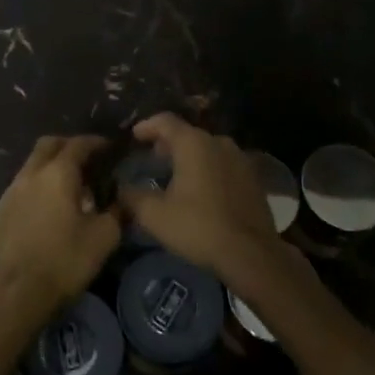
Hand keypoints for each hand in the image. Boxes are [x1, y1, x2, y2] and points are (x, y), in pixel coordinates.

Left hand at [0, 135, 119, 328]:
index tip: (109, 147)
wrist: (14, 294)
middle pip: (48, 145)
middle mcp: (30, 174)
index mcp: (58, 174)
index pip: (78, 144)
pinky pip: (20, 188)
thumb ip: (116, 212)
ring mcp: (10, 192)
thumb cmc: (63, 262)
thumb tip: (120, 199)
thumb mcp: (104, 238)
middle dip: (68, 146)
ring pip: (31, 165)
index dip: (95, 142)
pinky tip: (45, 210)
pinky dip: (36, 188)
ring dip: (50, 167)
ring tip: (68, 188)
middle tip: (87, 160)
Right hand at [116, 113, 281, 280]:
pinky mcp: (253, 177)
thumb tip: (120, 189)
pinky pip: (223, 163)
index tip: (133, 136)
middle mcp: (219, 142)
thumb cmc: (199, 227)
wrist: (252, 254)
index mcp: (194, 143)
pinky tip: (201, 189)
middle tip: (152, 157)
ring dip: (190, 156)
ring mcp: (240, 158)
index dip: (146, 126)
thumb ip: (132, 197)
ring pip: (208, 148)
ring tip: (175, 174)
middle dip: (167, 143)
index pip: (165, 121)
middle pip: (188, 133)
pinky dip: (208, 169)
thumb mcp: (155, 215)